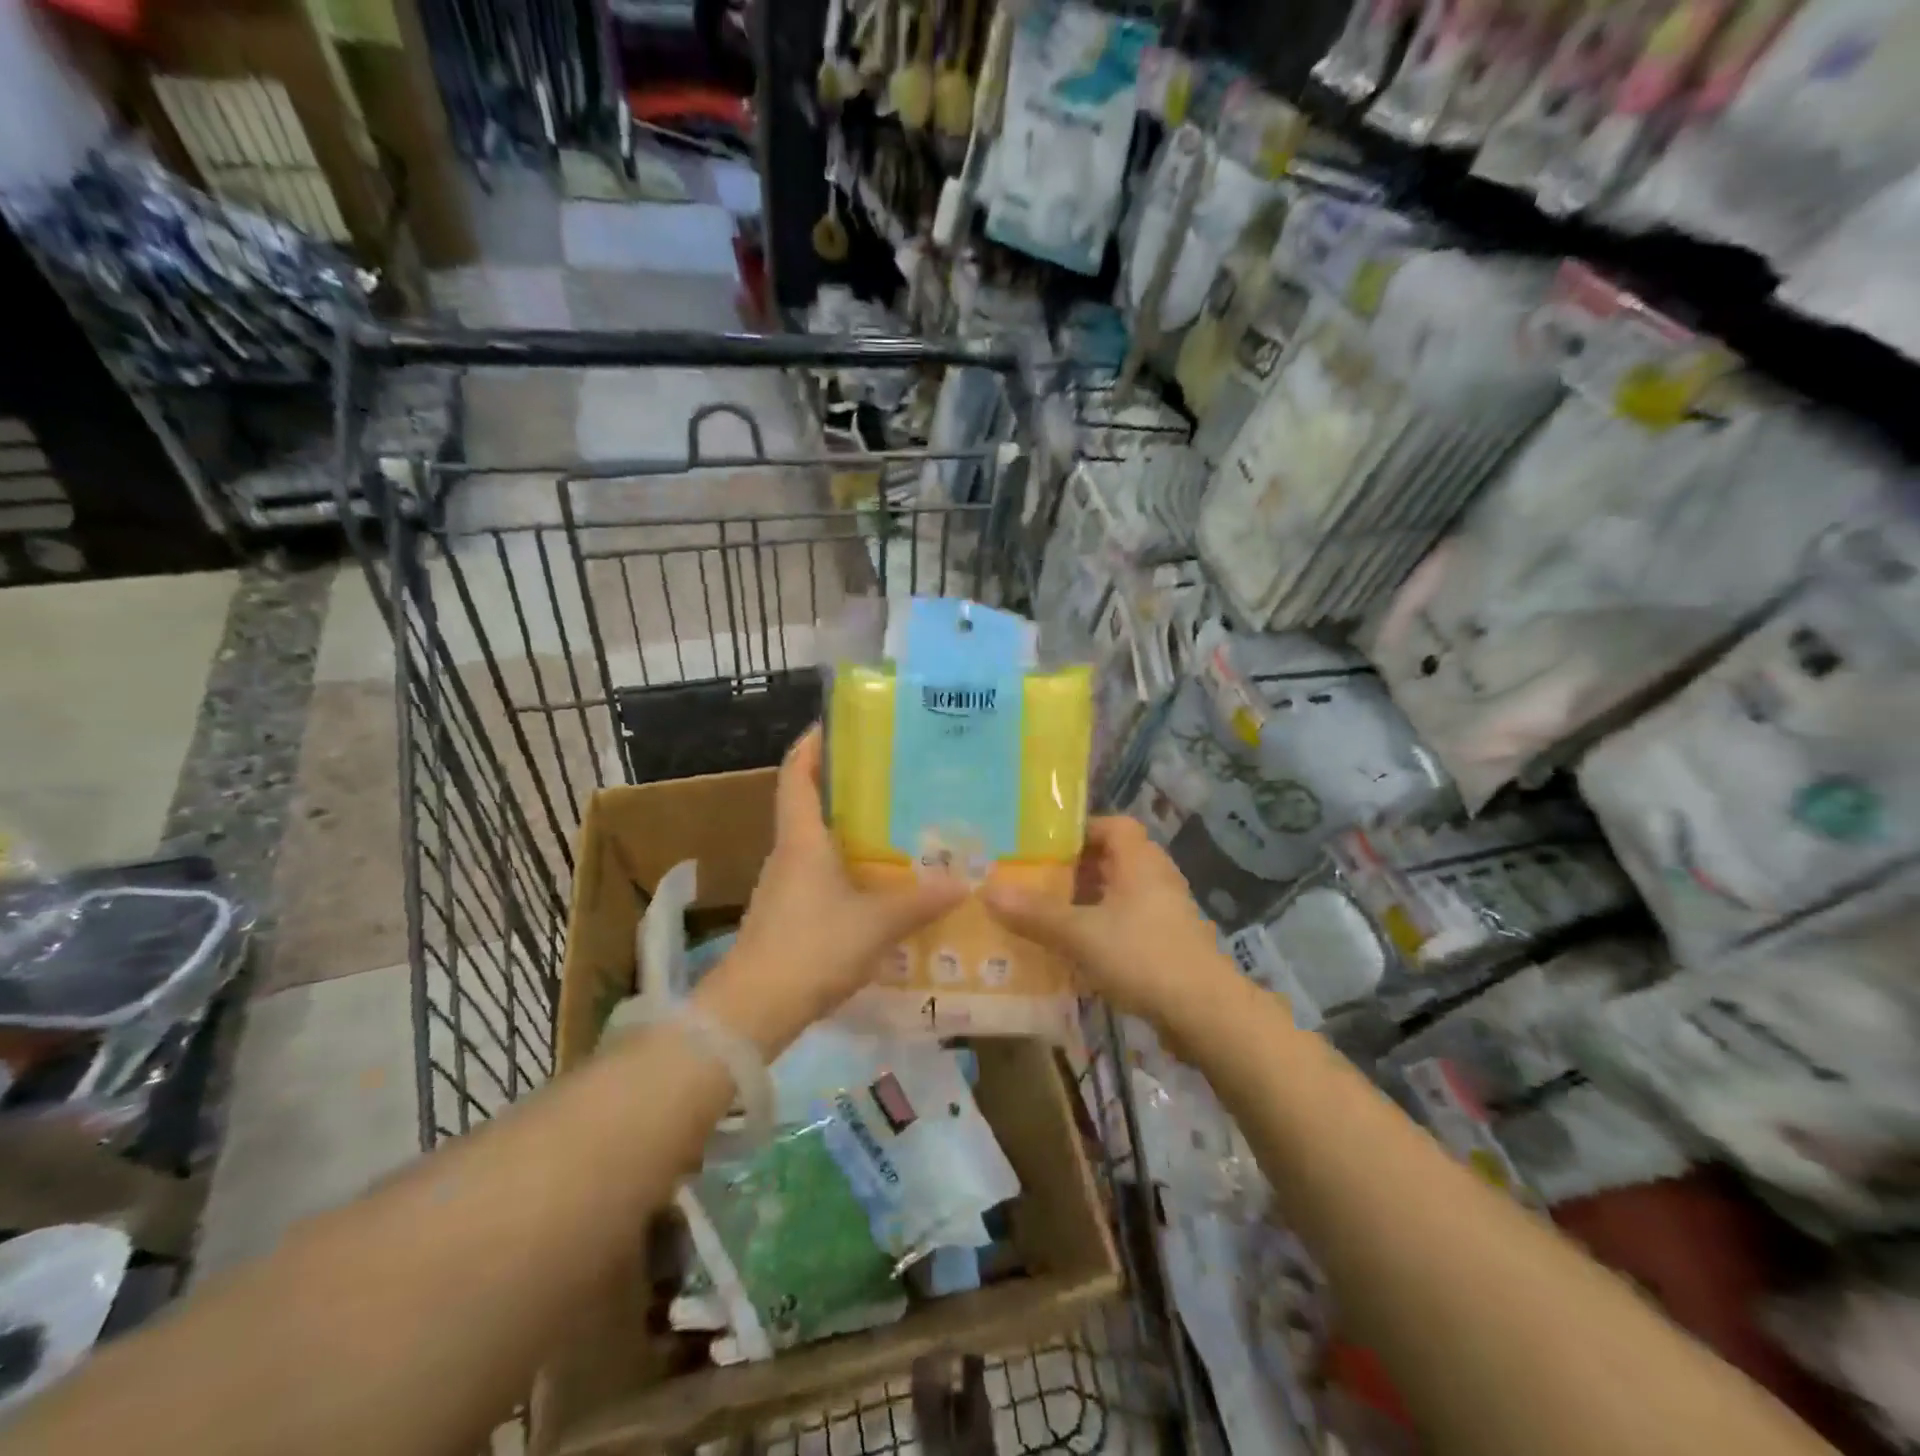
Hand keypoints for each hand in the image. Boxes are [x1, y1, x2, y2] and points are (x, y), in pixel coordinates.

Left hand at [698, 726, 965, 1054]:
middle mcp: (789, 853)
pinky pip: (821, 875)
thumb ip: (920, 900)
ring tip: (896, 824)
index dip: (812, 745)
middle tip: (892, 775)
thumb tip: (965, 880)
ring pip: (818, 842)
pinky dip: (847, 866)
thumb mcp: (876, 923)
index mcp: (802, 839)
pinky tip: (879, 882)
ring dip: (849, 829)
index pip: (797, 774)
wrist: (753, 1011)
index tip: (838, 724)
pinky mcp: (789, 915)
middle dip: (845, 785)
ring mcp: (785, 886)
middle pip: (811, 804)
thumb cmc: (812, 948)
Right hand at [982, 816, 1232, 1031]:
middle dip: (1075, 870)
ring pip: (1119, 895)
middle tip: (1037, 882)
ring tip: (1048, 916)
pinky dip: (1102, 930)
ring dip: (1087, 902)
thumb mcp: (1080, 933)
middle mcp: (1156, 878)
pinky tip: (1076, 952)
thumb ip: (1035, 913)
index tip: (1045, 847)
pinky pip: (1127, 924)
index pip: (1112, 825)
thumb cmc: (1143, 956)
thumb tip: (988, 890)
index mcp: (1140, 860)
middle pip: (1113, 859)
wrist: (1205, 1013)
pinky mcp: (1168, 943)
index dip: (1080, 830)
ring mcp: (1165, 912)